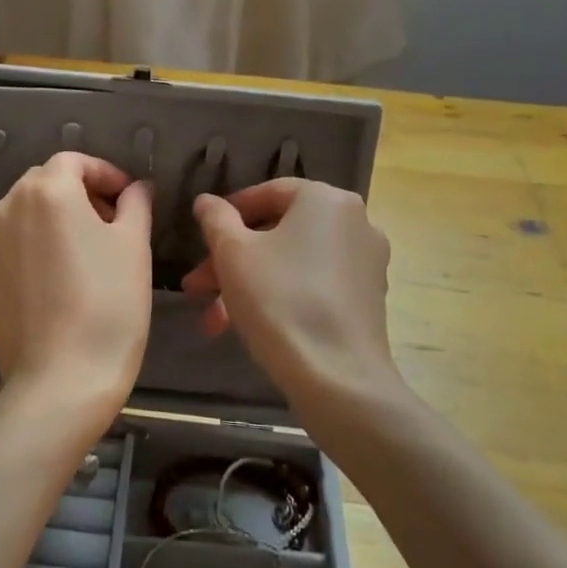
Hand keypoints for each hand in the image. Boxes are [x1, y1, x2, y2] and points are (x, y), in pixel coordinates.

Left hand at [0, 153, 153, 424]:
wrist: (61, 380)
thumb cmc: (109, 304)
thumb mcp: (134, 247)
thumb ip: (135, 204)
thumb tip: (136, 188)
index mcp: (46, 191)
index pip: (73, 161)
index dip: (104, 173)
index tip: (127, 199)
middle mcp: (5, 209)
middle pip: (42, 186)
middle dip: (76, 197)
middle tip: (108, 227)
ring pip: (20, 220)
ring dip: (48, 227)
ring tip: (77, 261)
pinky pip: (6, 257)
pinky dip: (28, 259)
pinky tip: (50, 290)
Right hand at [183, 179, 397, 409]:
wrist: (336, 375)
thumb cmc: (278, 300)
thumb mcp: (233, 254)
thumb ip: (216, 219)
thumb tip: (207, 201)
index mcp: (326, 199)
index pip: (269, 192)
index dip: (228, 212)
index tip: (201, 237)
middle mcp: (355, 222)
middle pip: (279, 231)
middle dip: (231, 259)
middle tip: (198, 286)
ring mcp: (366, 261)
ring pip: (293, 262)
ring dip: (248, 283)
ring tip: (213, 319)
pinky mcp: (368, 298)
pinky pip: (314, 284)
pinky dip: (280, 296)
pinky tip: (249, 326)